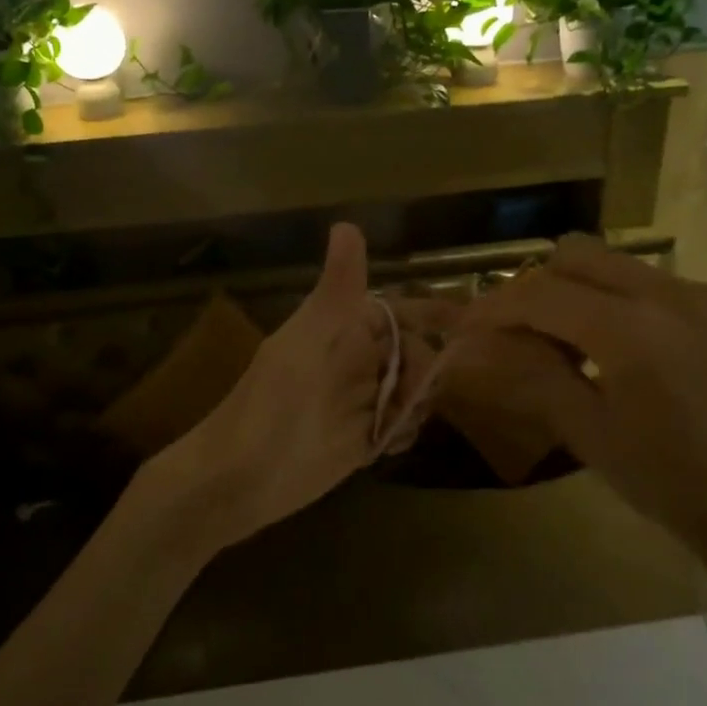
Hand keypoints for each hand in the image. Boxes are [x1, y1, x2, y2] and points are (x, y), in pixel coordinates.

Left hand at [135, 223, 438, 558]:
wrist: (237, 480)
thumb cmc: (269, 406)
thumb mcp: (306, 343)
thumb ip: (335, 292)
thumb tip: (347, 224)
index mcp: (341, 331)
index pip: (397, 313)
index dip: (431, 315)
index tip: (469, 323)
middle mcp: (354, 362)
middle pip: (413, 353)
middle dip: (423, 369)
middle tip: (409, 395)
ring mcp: (358, 402)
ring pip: (410, 390)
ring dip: (416, 403)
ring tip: (395, 423)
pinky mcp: (361, 439)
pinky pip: (399, 426)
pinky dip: (404, 432)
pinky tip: (390, 444)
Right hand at [455, 235, 706, 609]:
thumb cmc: (672, 485)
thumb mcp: (589, 434)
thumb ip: (533, 373)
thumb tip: (484, 343)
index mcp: (630, 332)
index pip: (540, 294)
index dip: (495, 305)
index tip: (468, 323)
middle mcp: (676, 295)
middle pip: (580, 253)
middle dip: (540, 284)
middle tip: (526, 328)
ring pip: (628, 268)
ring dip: (593, 295)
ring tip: (591, 345)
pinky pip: (676, 289)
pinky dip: (646, 310)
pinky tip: (657, 357)